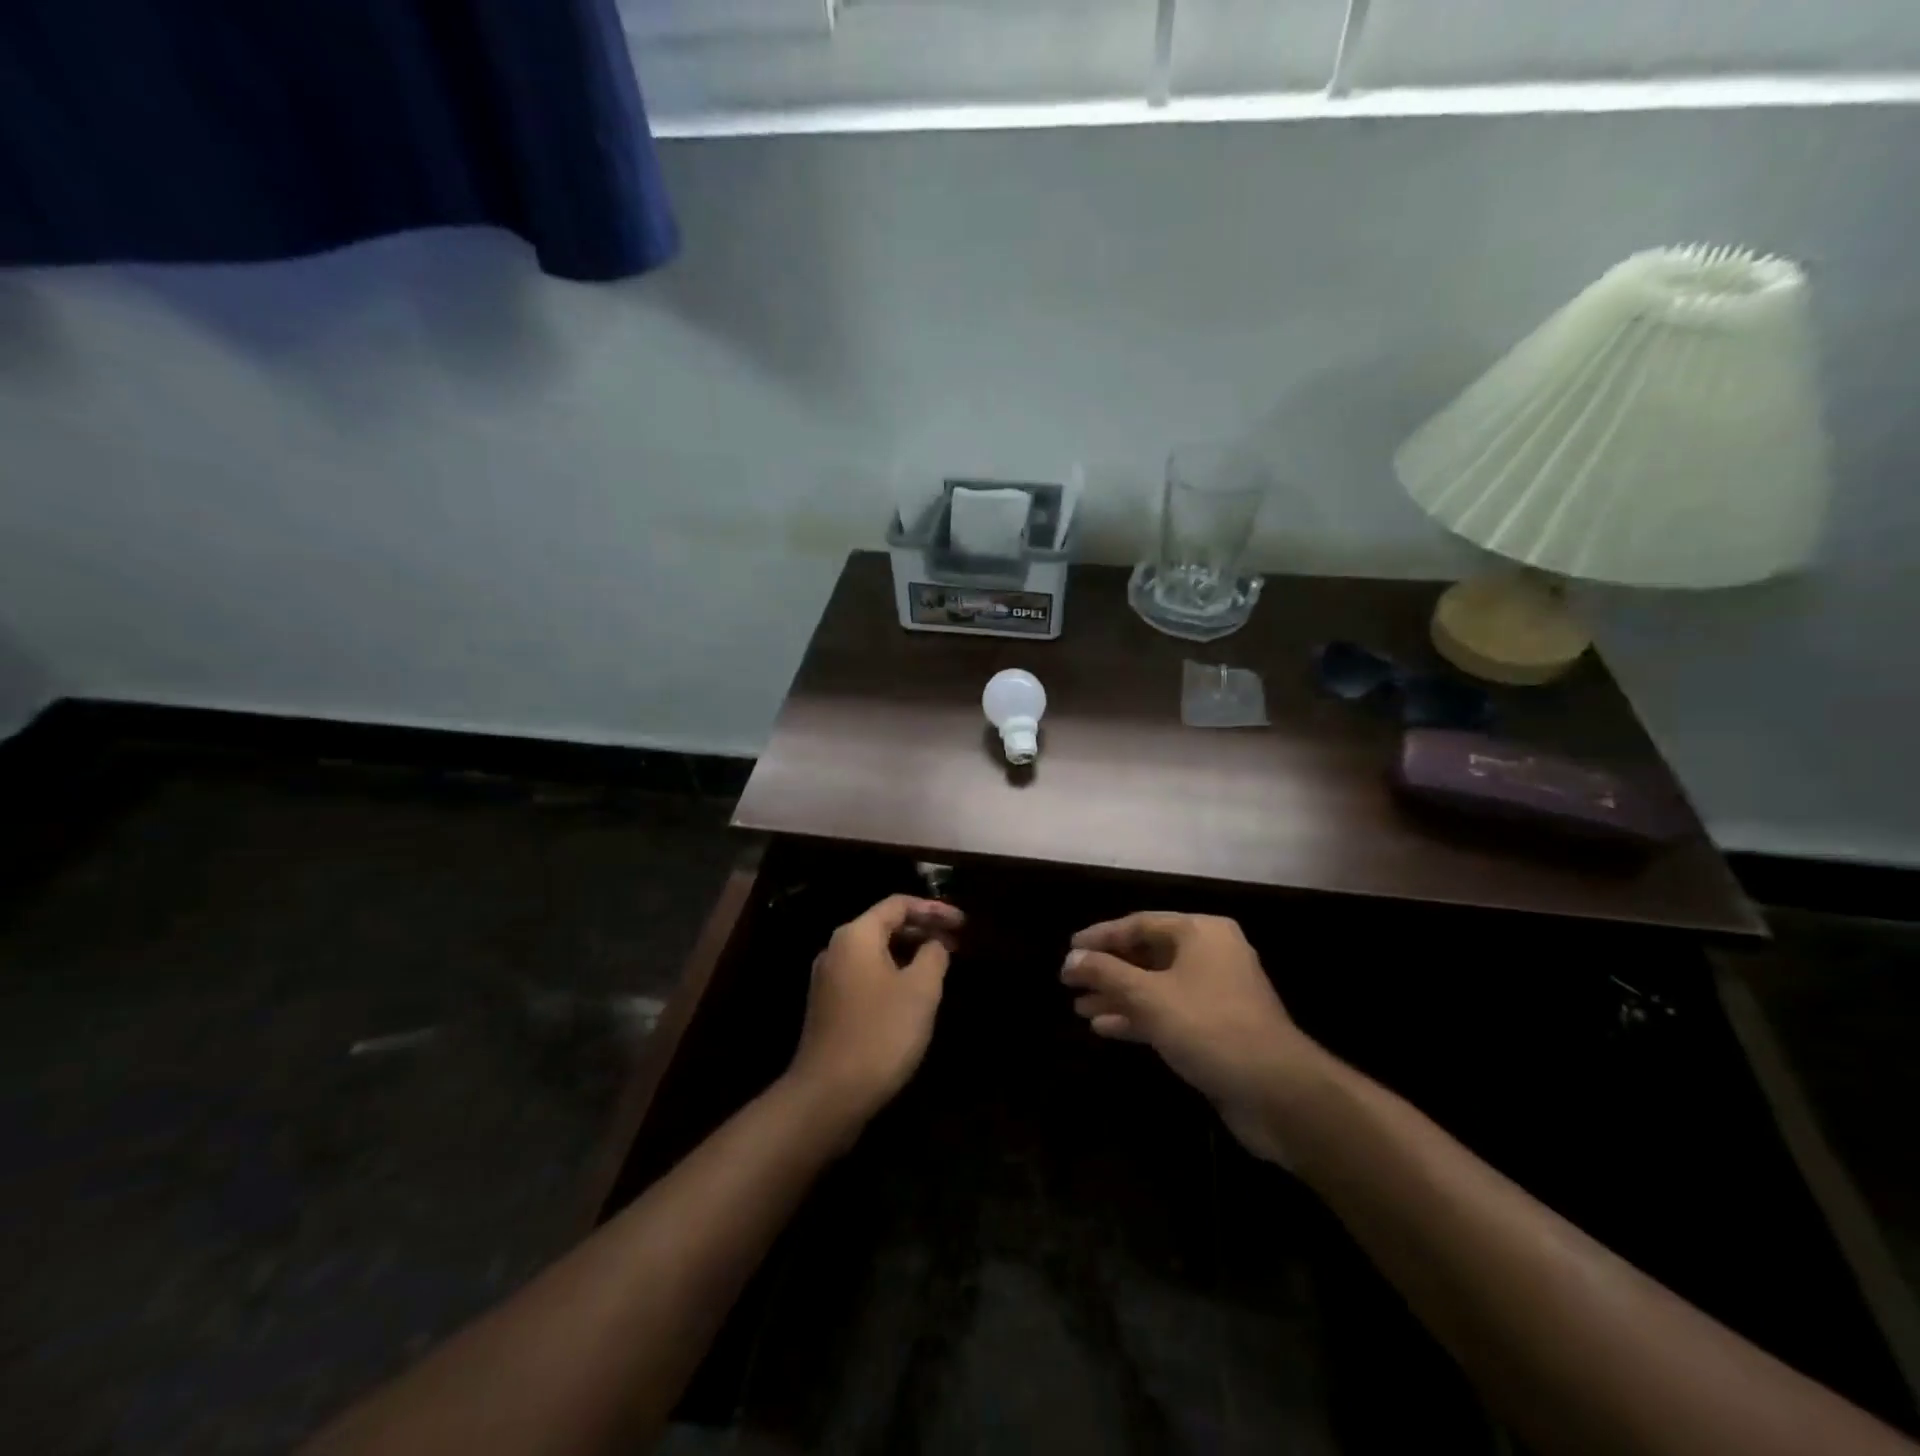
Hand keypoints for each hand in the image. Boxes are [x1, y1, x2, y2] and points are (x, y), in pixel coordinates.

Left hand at [786, 894, 965, 1130]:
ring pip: (875, 952)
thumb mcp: (920, 990)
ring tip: (940, 965)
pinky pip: (866, 975)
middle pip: (884, 924)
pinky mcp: (828, 1006)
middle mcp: (836, 948)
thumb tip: (935, 943)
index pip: (898, 904)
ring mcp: (828, 979)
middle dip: (922, 930)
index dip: (934, 909)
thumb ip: (933, 955)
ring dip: (908, 953)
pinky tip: (912, 993)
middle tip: (957, 942)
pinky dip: (892, 973)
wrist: (828, 1095)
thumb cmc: (880, 1033)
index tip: (963, 923)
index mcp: (856, 935)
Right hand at [1062, 912, 1319, 1163]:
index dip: (1101, 937)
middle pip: (1148, 954)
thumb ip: (1106, 973)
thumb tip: (1070, 959)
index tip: (1069, 950)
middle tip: (1070, 981)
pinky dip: (1138, 1017)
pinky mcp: (1217, 1026)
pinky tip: (1105, 1028)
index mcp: (1201, 932)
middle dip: (1108, 970)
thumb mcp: (1150, 997)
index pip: (1140, 924)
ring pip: (1156, 985)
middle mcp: (1211, 954)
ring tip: (1079, 1007)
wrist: (1277, 1093)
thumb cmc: (1209, 1028)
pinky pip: (1169, 1011)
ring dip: (1118, 995)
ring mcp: (1216, 992)